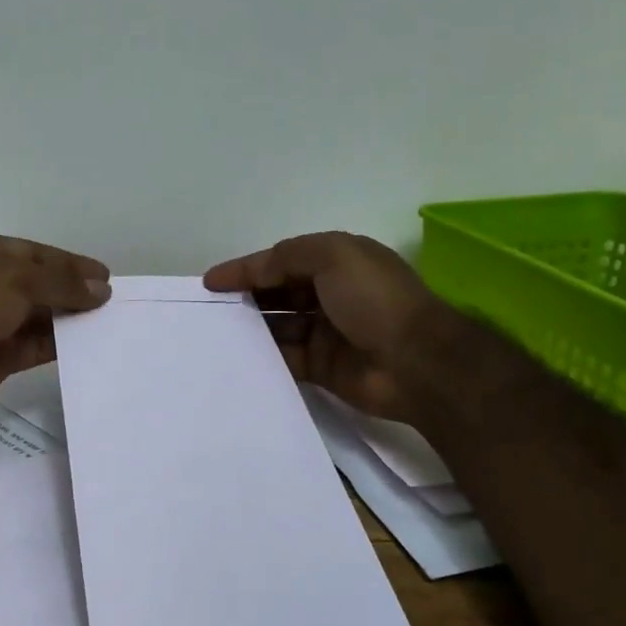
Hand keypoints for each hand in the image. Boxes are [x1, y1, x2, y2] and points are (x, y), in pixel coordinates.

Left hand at [0, 233, 110, 418]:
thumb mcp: (17, 280)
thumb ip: (62, 282)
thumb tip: (102, 290)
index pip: (33, 252)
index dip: (69, 262)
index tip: (103, 275)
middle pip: (36, 283)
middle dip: (71, 290)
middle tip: (110, 299)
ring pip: (37, 316)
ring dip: (68, 317)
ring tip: (106, 320)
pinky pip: (34, 345)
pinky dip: (58, 343)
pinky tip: (87, 342)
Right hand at [204, 232, 454, 420]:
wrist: (415, 362)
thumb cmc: (374, 300)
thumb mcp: (332, 257)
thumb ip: (286, 258)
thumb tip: (250, 271)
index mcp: (337, 262)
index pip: (282, 261)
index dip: (246, 268)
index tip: (210, 282)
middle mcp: (330, 294)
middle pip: (278, 293)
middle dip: (246, 297)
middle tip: (210, 309)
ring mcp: (326, 333)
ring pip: (278, 326)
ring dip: (251, 328)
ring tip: (216, 334)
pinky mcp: (322, 367)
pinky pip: (285, 359)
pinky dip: (263, 357)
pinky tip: (237, 359)